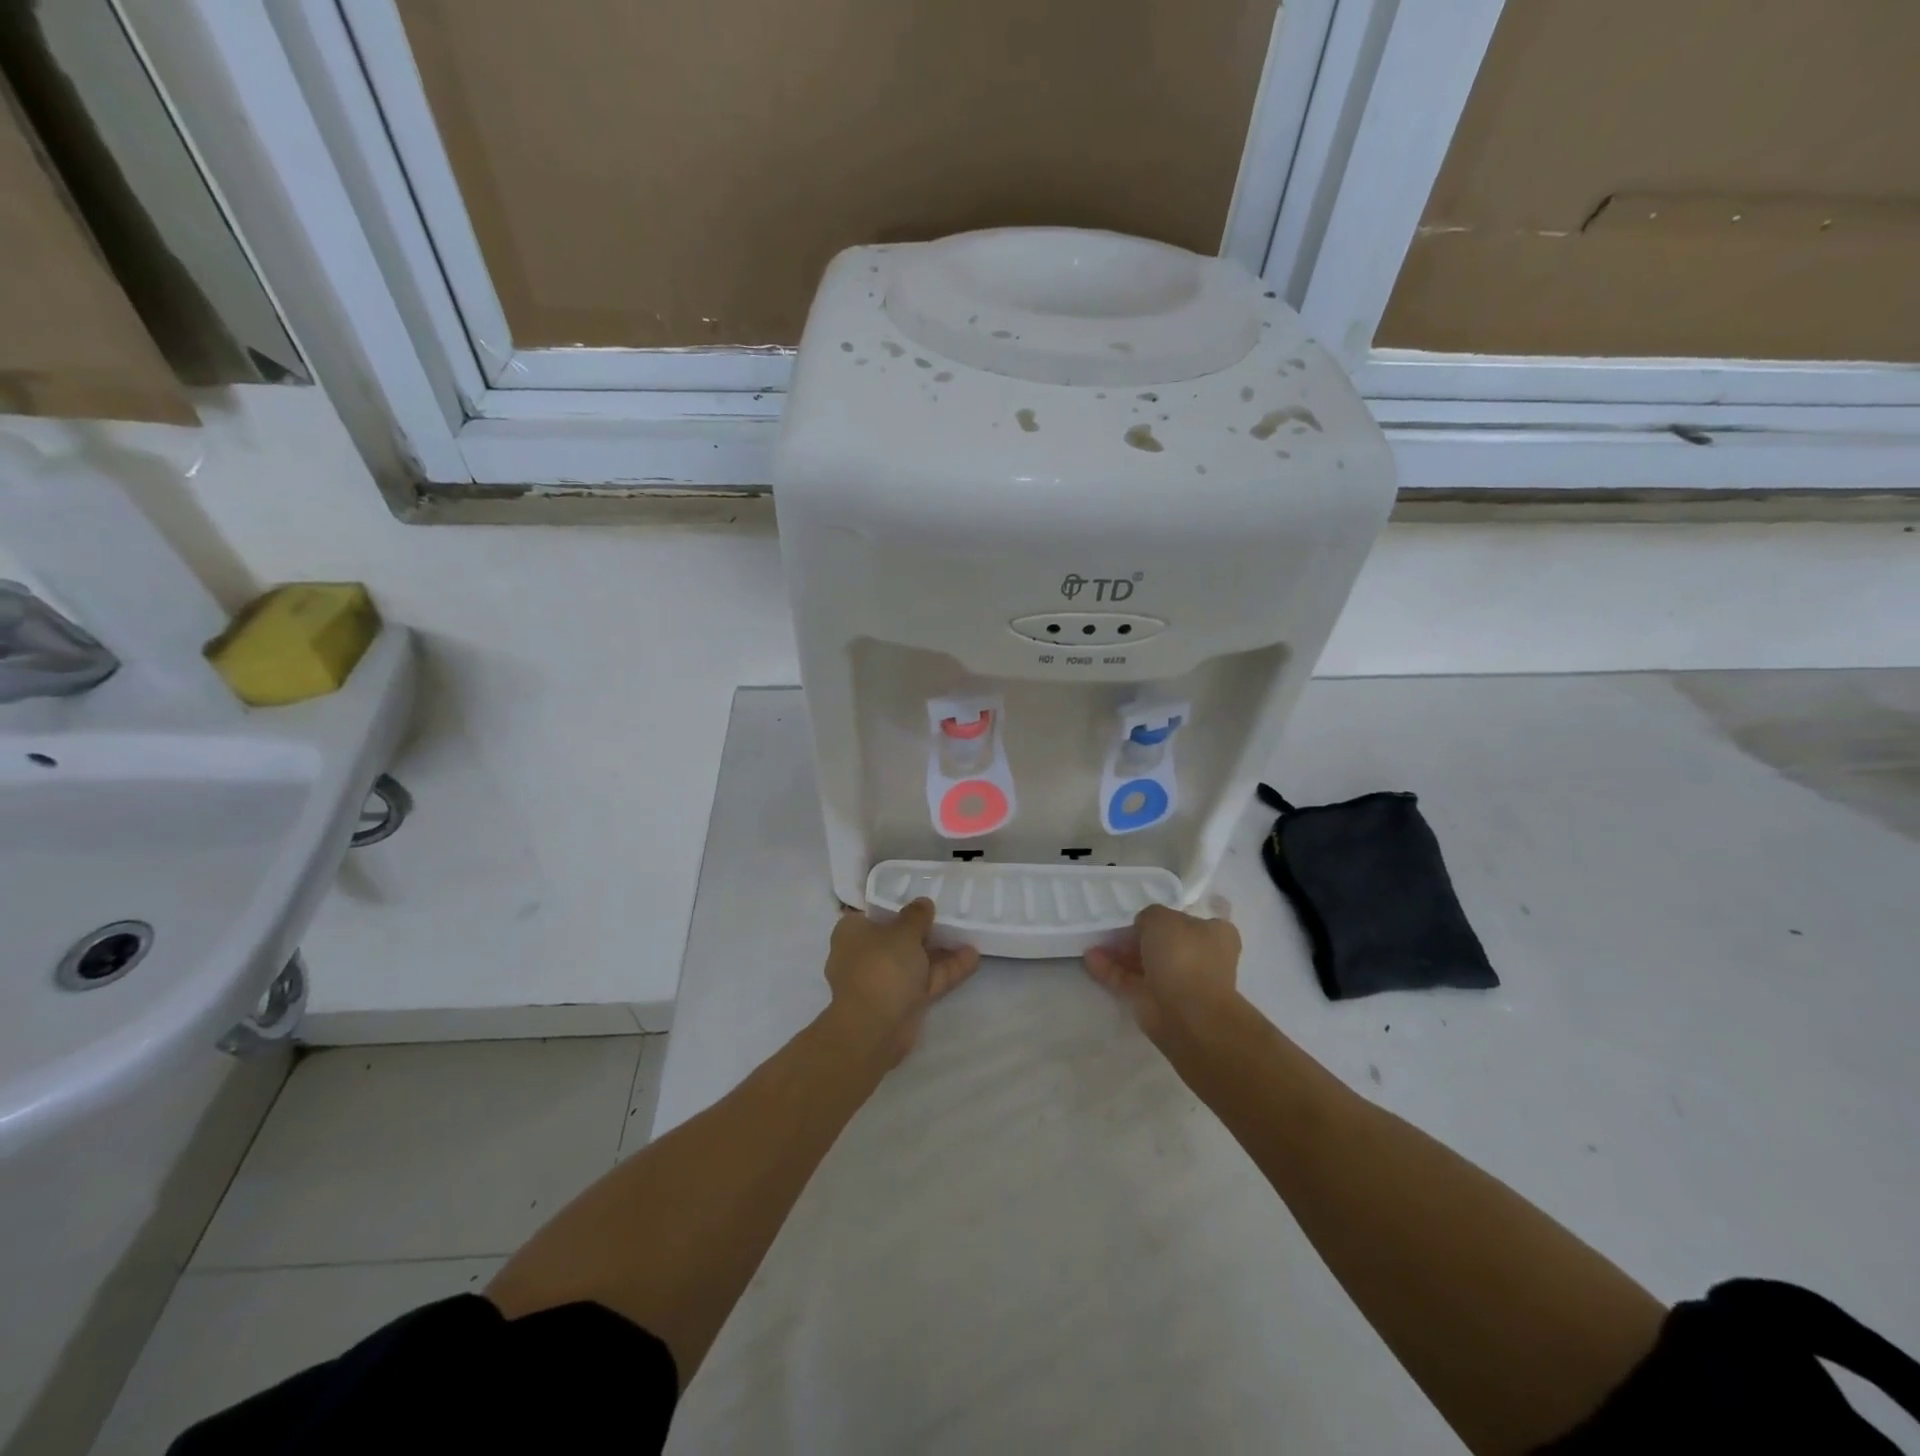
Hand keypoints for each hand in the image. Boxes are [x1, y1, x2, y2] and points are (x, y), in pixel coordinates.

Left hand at [825, 899, 980, 1067]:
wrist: (874, 1030)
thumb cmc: (881, 968)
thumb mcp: (903, 933)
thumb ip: (916, 916)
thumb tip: (922, 902)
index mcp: (853, 932)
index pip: (874, 911)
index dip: (897, 903)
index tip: (920, 895)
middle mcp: (865, 954)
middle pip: (897, 936)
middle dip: (924, 928)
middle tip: (950, 912)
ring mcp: (884, 980)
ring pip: (915, 959)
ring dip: (940, 950)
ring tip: (968, 932)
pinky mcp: (902, 1001)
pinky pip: (925, 980)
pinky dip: (946, 970)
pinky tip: (972, 957)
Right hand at [1084, 902, 1241, 1044]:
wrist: (1189, 1015)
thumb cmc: (1183, 956)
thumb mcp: (1162, 918)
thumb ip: (1150, 915)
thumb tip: (1143, 926)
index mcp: (1213, 934)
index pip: (1187, 920)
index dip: (1164, 916)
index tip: (1142, 914)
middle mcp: (1198, 957)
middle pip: (1162, 942)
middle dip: (1136, 936)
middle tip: (1111, 929)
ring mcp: (1177, 981)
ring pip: (1144, 962)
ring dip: (1119, 953)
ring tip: (1094, 943)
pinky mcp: (1155, 1001)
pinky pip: (1130, 980)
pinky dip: (1110, 970)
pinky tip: (1090, 959)